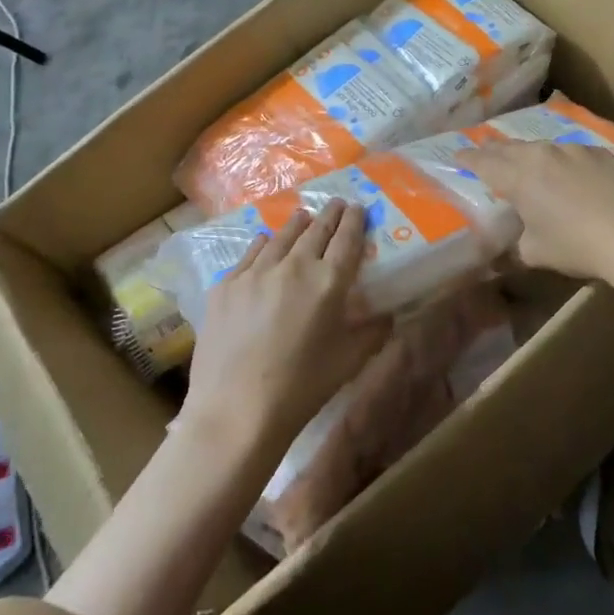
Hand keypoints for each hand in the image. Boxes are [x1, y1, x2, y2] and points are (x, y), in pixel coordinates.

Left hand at [180, 201, 388, 452]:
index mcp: (328, 282)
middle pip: (316, 229)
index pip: (347, 238)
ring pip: (281, 236)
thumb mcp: (349, 362)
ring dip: (297, 224)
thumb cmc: (302, 389)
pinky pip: (251, 254)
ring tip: (304, 217)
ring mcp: (255, 272)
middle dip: (329, 214)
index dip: (354, 220)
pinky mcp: (226, 285)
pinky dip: (264, 245)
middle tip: (336, 204)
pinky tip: (266, 243)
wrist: (236, 410)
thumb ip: (372, 333)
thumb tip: (388, 316)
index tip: (357, 207)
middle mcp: (293, 266)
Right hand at [461, 140, 613, 281]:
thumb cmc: (576, 246)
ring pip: (540, 147)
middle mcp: (541, 154)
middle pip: (509, 148)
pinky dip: (560, 160)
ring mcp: (572, 150)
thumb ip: (514, 248)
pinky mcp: (598, 152)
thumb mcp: (535, 253)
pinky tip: (566, 172)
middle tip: (483, 149)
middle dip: (493, 149)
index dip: (467, 159)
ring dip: (527, 153)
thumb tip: (501, 256)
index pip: (483, 162)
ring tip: (523, 160)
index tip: (457, 155)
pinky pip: (569, 152)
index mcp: (518, 177)